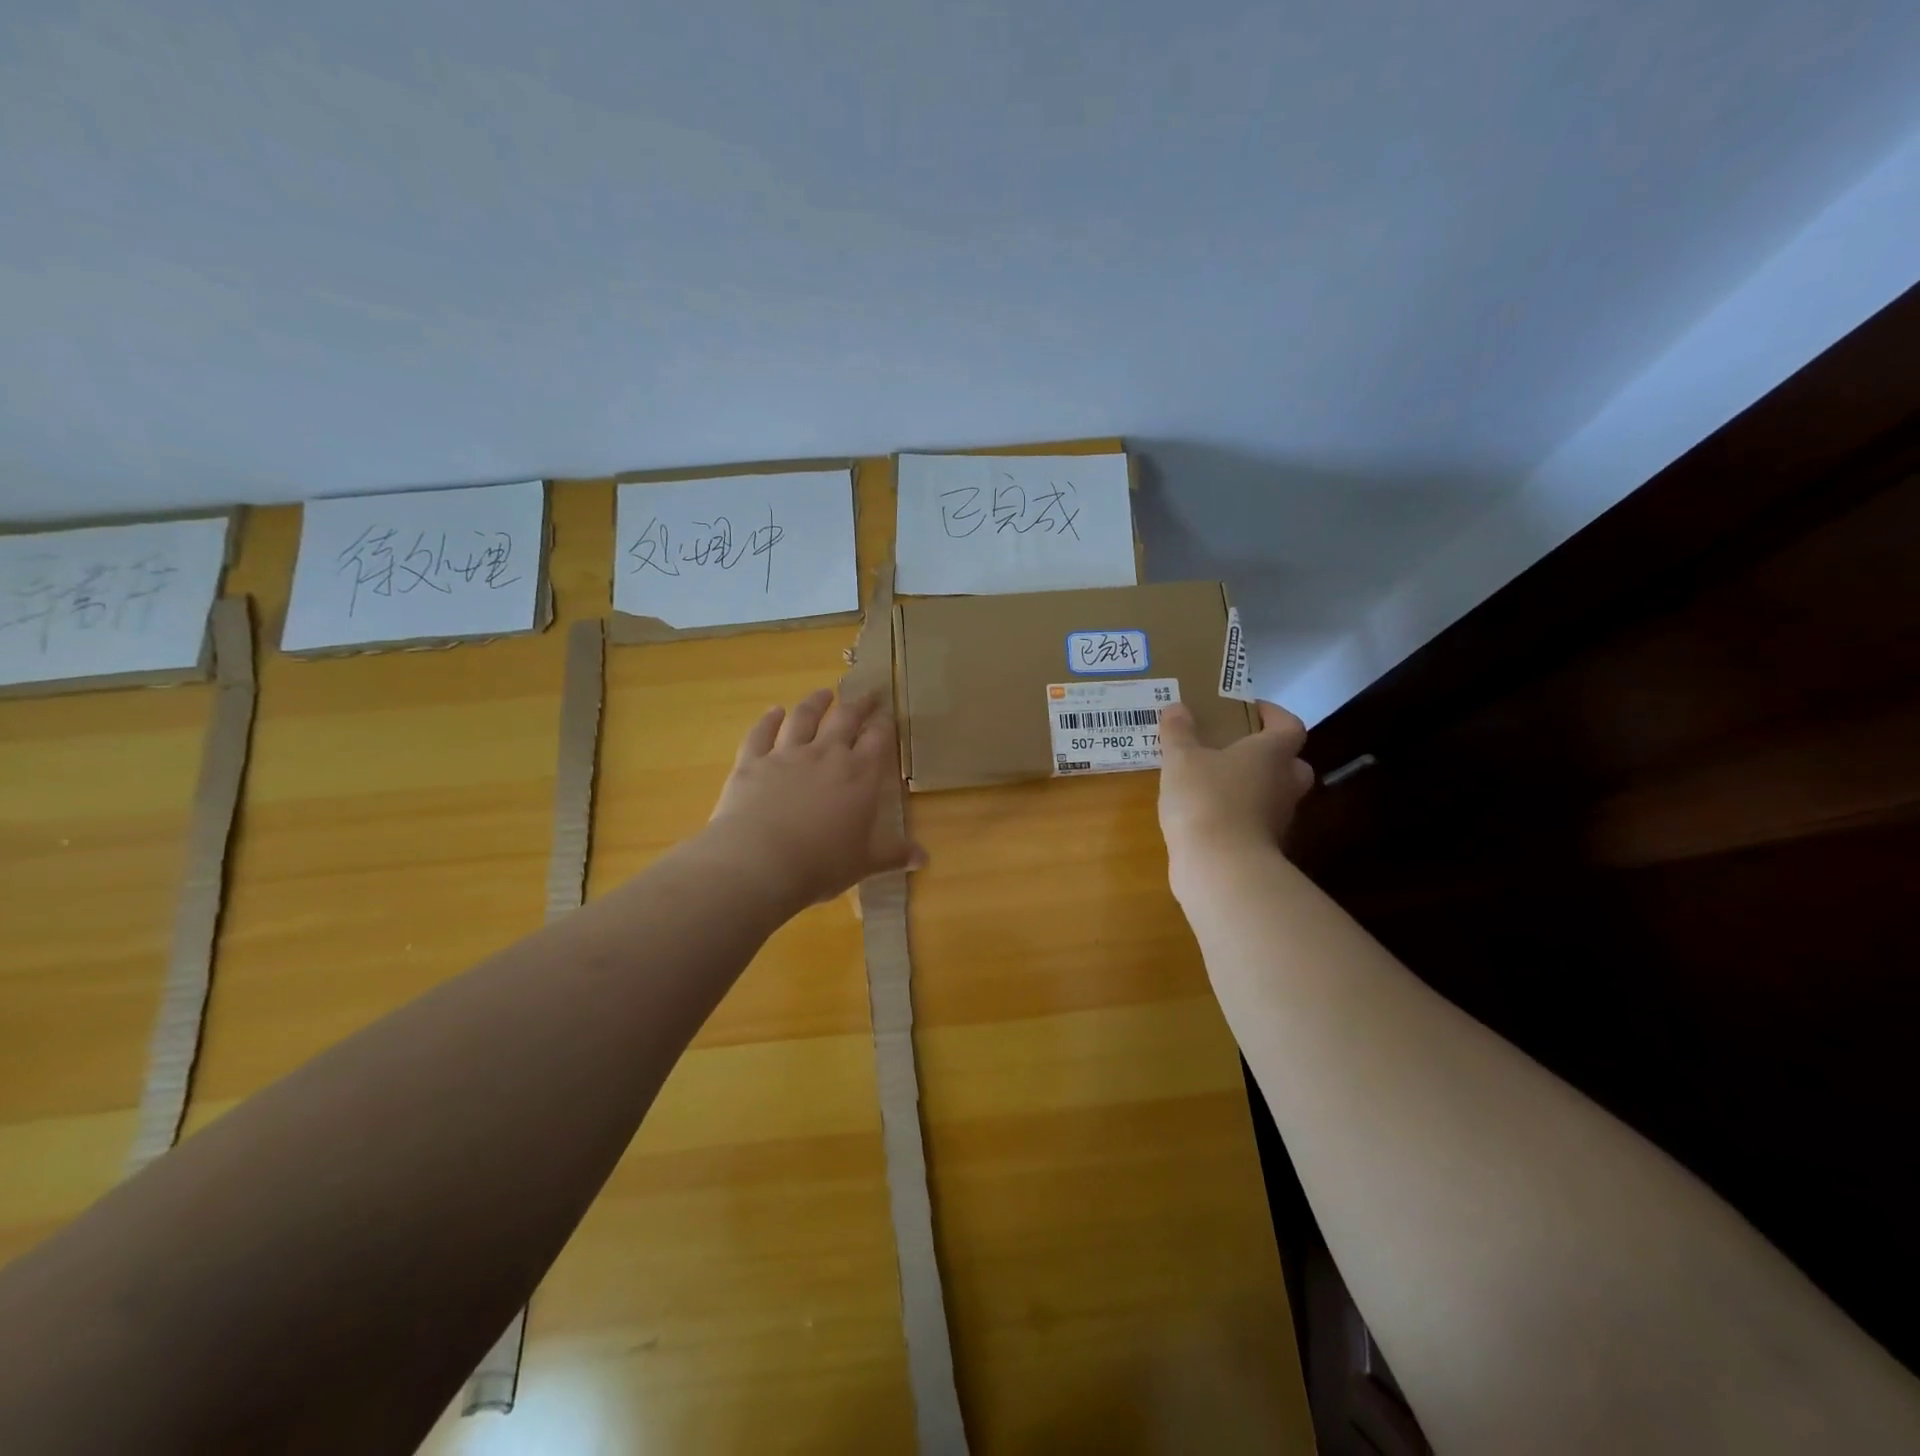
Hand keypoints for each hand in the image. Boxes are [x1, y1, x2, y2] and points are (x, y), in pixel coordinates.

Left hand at [705, 688, 925, 907]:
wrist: (759, 862)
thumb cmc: (821, 865)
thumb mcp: (864, 862)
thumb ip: (894, 854)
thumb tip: (924, 858)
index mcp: (860, 775)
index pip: (878, 739)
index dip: (885, 725)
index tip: (888, 715)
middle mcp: (826, 754)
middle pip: (845, 719)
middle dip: (859, 705)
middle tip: (867, 694)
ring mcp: (786, 754)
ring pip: (804, 718)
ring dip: (815, 703)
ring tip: (824, 693)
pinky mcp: (752, 761)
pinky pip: (761, 733)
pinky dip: (768, 720)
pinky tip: (773, 712)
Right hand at [1157, 700, 1314, 867]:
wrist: (1219, 867)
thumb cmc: (1206, 799)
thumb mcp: (1181, 759)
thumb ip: (1179, 732)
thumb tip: (1177, 707)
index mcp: (1272, 754)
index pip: (1290, 726)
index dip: (1274, 714)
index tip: (1250, 709)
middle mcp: (1284, 785)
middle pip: (1291, 764)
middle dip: (1269, 756)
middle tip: (1236, 750)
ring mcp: (1277, 821)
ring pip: (1273, 796)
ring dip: (1251, 788)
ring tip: (1212, 782)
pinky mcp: (1261, 849)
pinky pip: (1253, 824)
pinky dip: (1236, 817)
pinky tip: (1206, 815)